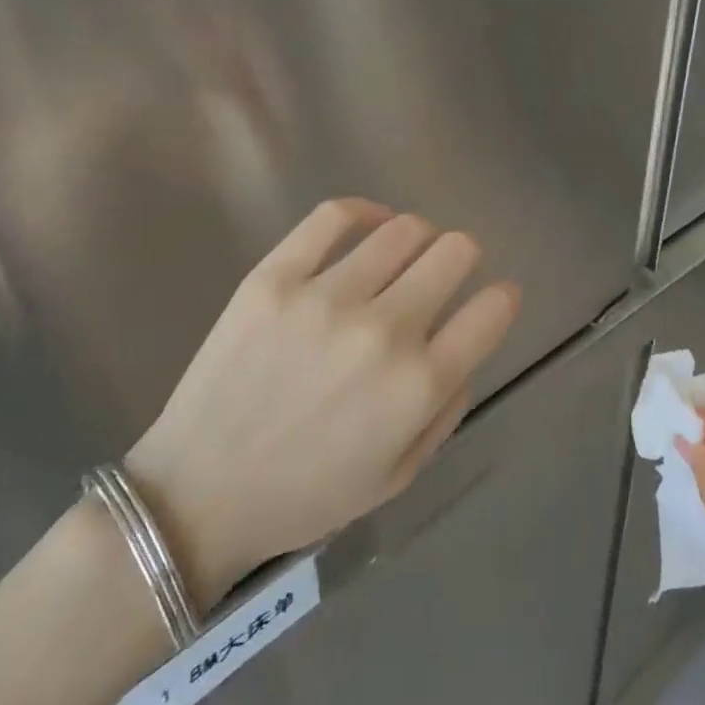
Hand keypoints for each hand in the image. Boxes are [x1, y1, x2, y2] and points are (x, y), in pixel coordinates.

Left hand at [126, 199, 518, 612]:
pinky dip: (366, 211)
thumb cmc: (308, 494)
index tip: (494, 299)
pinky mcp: (274, 277)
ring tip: (405, 253)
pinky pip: (334, 215)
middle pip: (455, 252)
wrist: (201, 493)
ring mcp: (324, 297)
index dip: (503, 298)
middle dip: (464, 257)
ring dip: (419, 237)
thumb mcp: (400, 473)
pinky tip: (372, 224)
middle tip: (447, 272)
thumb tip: (464, 341)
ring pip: (403, 229)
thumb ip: (448, 405)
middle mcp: (382, 331)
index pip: (492, 310)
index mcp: (417, 386)